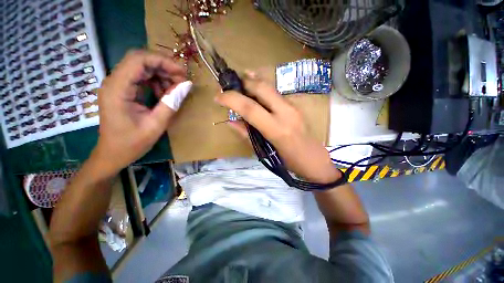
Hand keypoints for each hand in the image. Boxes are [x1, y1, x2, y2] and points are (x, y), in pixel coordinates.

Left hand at [93, 50, 188, 175]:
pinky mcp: (122, 90)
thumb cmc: (131, 143)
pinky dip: (156, 82)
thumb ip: (171, 103)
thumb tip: (187, 85)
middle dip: (164, 67)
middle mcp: (114, 82)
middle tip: (182, 81)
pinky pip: (141, 78)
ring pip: (142, 68)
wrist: (112, 154)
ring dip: (161, 75)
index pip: (139, 60)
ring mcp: (117, 85)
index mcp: (118, 89)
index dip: (163, 61)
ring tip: (175, 90)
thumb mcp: (156, 125)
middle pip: (140, 61)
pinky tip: (164, 94)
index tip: (182, 73)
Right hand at [214, 71, 340, 183]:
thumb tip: (230, 121)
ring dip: (253, 82)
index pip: (250, 108)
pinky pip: (276, 92)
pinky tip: (256, 88)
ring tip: (240, 83)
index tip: (218, 97)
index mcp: (277, 129)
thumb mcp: (265, 153)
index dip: (231, 99)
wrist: (316, 161)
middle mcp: (286, 113)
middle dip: (243, 83)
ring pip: (270, 87)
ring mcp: (293, 107)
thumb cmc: (290, 162)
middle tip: (230, 86)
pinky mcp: (296, 106)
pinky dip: (263, 88)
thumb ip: (247, 135)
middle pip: (262, 88)